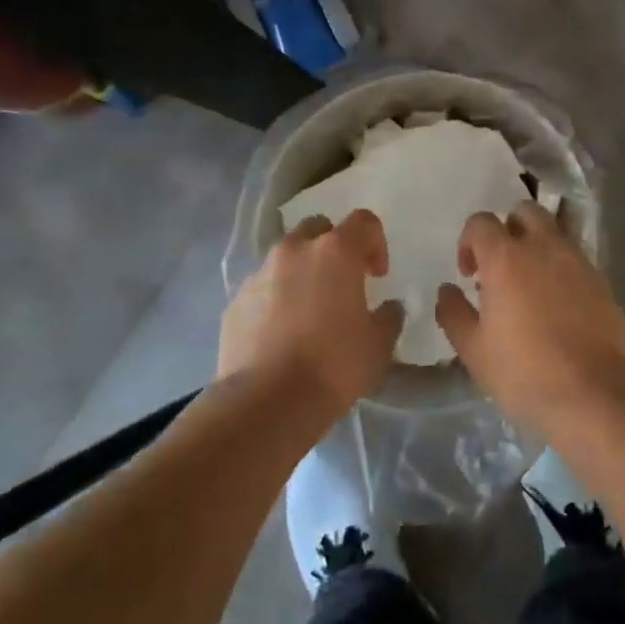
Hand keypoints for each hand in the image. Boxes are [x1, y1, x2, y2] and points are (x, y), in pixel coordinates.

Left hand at [219, 210, 404, 413]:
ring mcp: (259, 274)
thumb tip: (389, 308)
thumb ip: (389, 317)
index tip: (378, 275)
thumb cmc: (334, 365)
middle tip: (343, 282)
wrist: (267, 402)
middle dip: (334, 247)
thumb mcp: (379, 345)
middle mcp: (295, 251)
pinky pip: (263, 287)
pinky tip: (282, 332)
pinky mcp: (235, 301)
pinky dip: (276, 298)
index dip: (376, 243)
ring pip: (286, 257)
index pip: (363, 222)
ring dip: (302, 271)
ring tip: (309, 310)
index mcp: (335, 252)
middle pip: (318, 228)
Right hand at [435, 203, 624, 422]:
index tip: (469, 274)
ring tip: (531, 284)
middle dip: (509, 229)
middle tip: (501, 266)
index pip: (481, 222)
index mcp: (506, 258)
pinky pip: (577, 259)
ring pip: (556, 231)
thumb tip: (447, 290)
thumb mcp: (473, 350)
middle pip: (525, 211)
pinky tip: (558, 304)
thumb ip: (453, 313)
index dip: (469, 241)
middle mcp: (545, 247)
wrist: (593, 394)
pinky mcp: (603, 281)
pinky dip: (562, 268)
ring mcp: (579, 262)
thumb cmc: (524, 373)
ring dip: (538, 245)